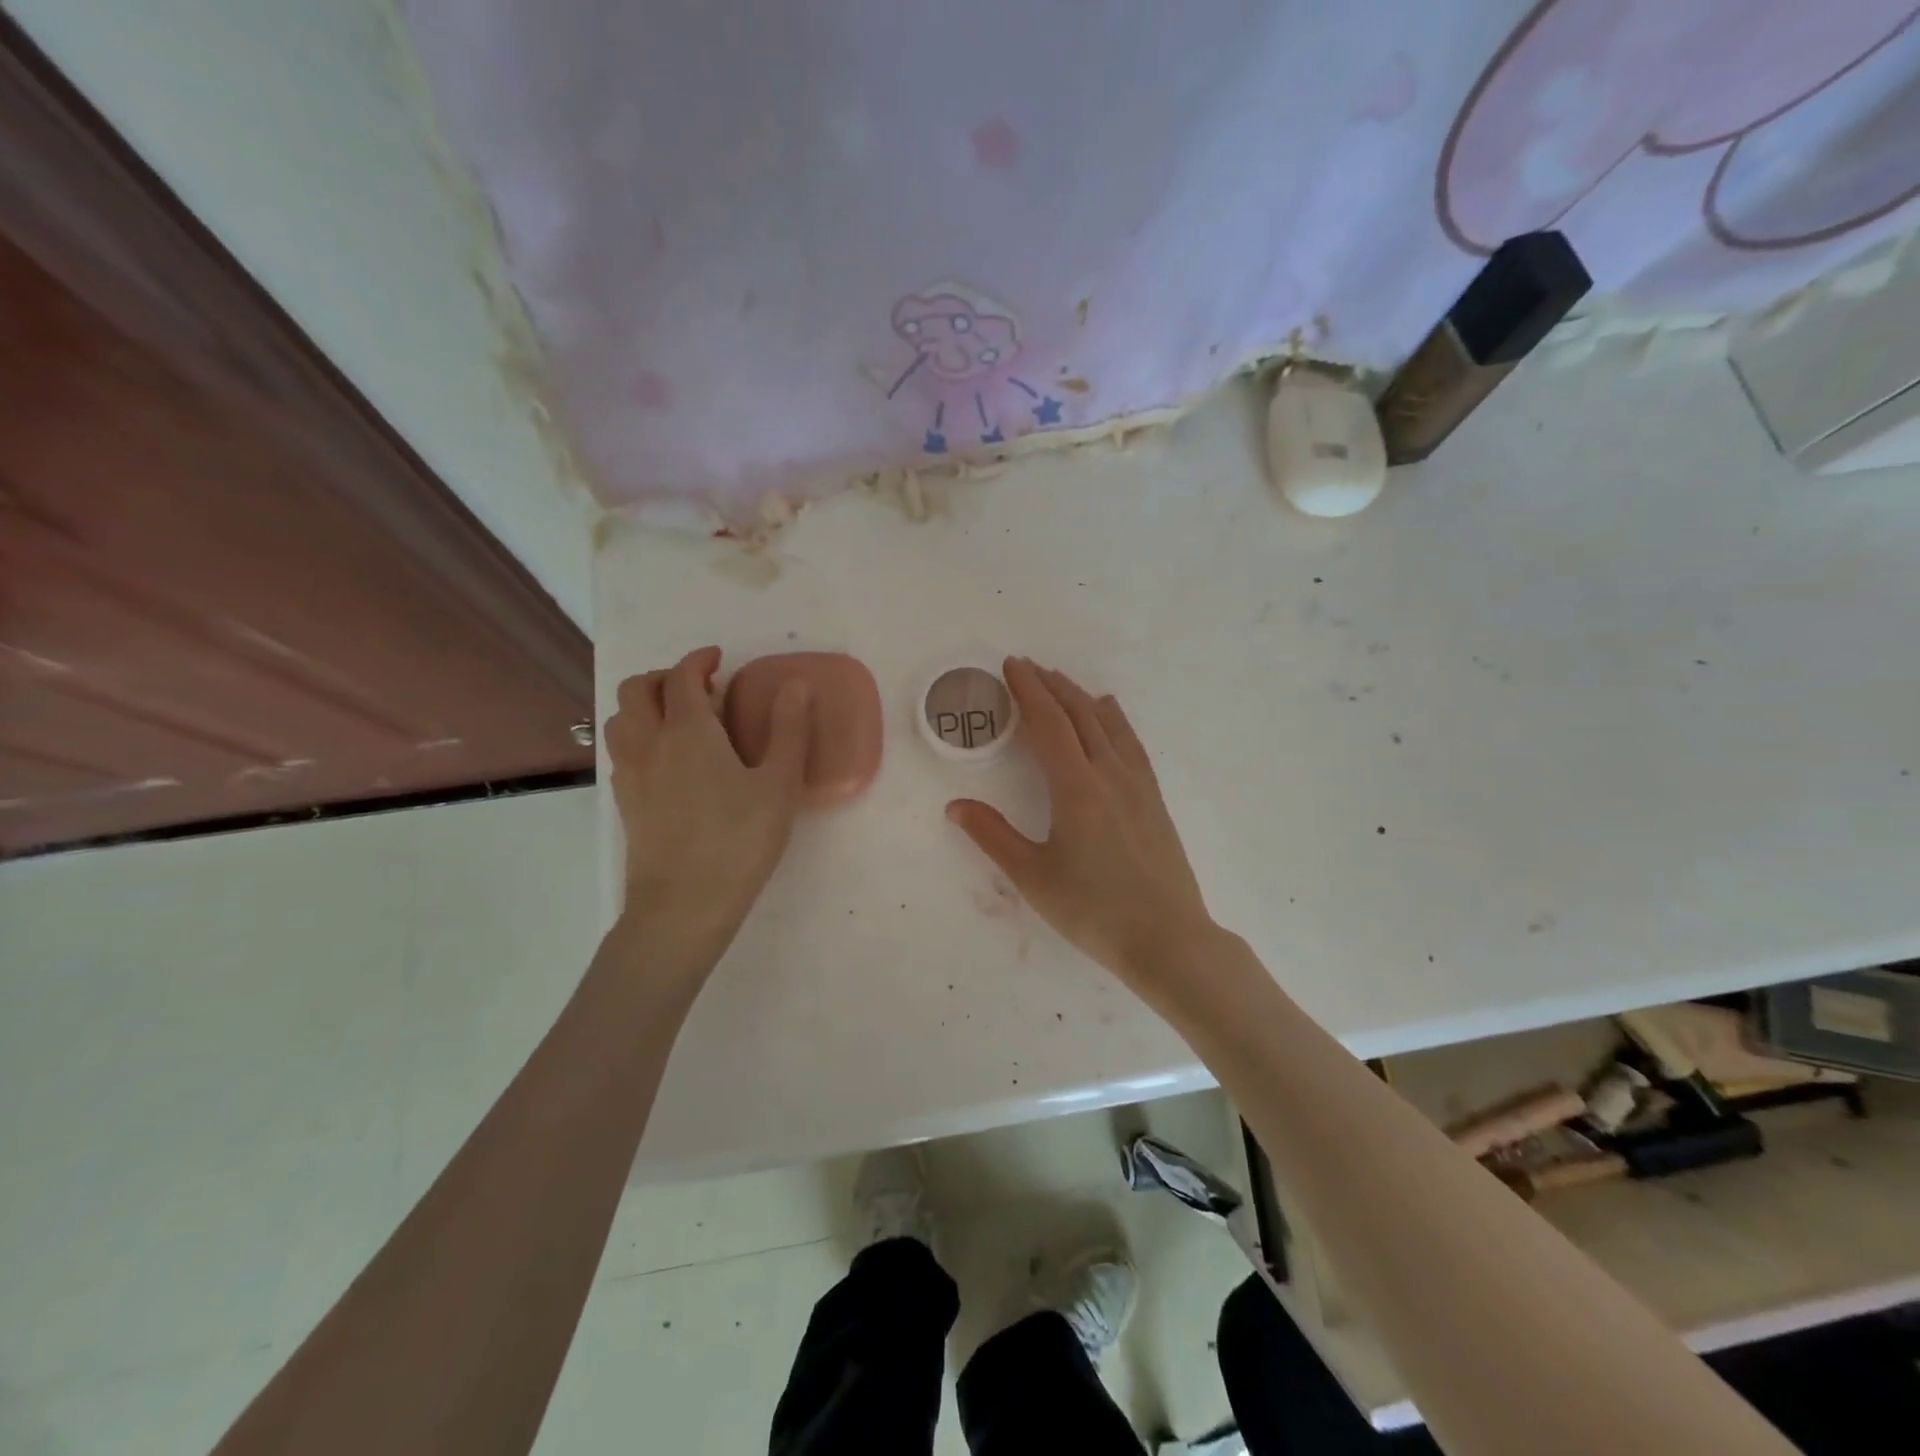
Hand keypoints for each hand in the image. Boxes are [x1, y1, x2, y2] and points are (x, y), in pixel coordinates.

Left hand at [605, 647, 810, 954]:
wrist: (683, 906)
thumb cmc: (739, 841)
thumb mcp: (778, 785)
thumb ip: (789, 730)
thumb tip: (796, 685)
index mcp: (688, 731)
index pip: (681, 677)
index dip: (698, 660)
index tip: (718, 660)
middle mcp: (649, 743)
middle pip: (636, 690)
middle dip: (664, 677)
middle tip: (698, 688)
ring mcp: (630, 774)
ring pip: (620, 719)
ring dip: (644, 705)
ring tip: (678, 720)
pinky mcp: (624, 803)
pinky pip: (620, 751)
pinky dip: (638, 736)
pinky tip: (667, 761)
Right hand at [946, 658, 1216, 991]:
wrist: (1168, 939)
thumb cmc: (1093, 911)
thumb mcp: (1033, 877)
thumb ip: (992, 836)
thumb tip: (955, 806)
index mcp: (1076, 788)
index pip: (1048, 724)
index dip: (1027, 691)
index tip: (1011, 666)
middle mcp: (1109, 774)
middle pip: (1078, 714)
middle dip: (1051, 686)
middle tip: (1027, 667)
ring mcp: (1137, 784)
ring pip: (1107, 723)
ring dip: (1080, 696)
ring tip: (1060, 681)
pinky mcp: (1154, 798)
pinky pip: (1130, 742)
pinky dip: (1113, 718)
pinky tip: (1108, 712)